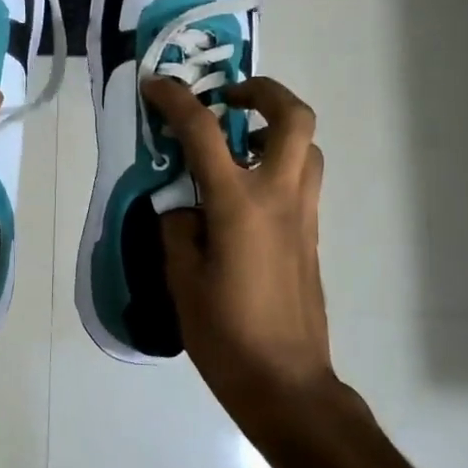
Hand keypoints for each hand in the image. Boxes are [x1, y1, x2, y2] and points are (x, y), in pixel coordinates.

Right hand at [142, 75, 338, 422]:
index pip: (204, 133)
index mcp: (238, 205)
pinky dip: (278, 162)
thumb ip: (178, 228)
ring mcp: (303, 215)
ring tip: (237, 144)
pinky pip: (302, 178)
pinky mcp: (311, 234)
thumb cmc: (226, 334)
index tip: (156, 84)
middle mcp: (279, 197)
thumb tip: (183, 206)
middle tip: (227, 99)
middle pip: (293, 117)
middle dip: (262, 92)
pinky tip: (243, 192)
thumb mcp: (181, 279)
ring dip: (275, 128)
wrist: (286, 383)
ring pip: (307, 146)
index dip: (176, 100)